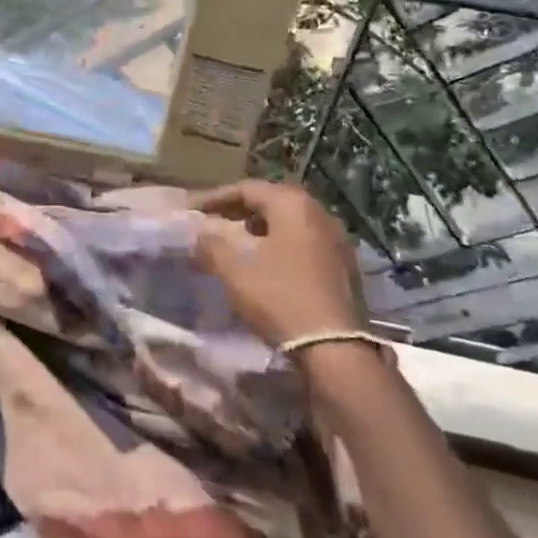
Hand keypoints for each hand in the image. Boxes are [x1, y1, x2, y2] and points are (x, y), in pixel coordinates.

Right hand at [189, 180, 366, 347]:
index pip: (247, 188)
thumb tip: (200, 233)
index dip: (215, 197)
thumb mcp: (234, 271)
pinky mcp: (344, 264)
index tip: (193, 209)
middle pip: (272, 200)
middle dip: (240, 208)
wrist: (333, 348)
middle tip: (214, 219)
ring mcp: (337, 239)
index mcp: (292, 205)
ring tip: (238, 238)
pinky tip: (267, 260)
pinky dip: (281, 241)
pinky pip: (305, 240)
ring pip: (291, 220)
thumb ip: (211, 245)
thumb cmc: (279, 298)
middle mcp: (319, 212)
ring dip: (261, 225)